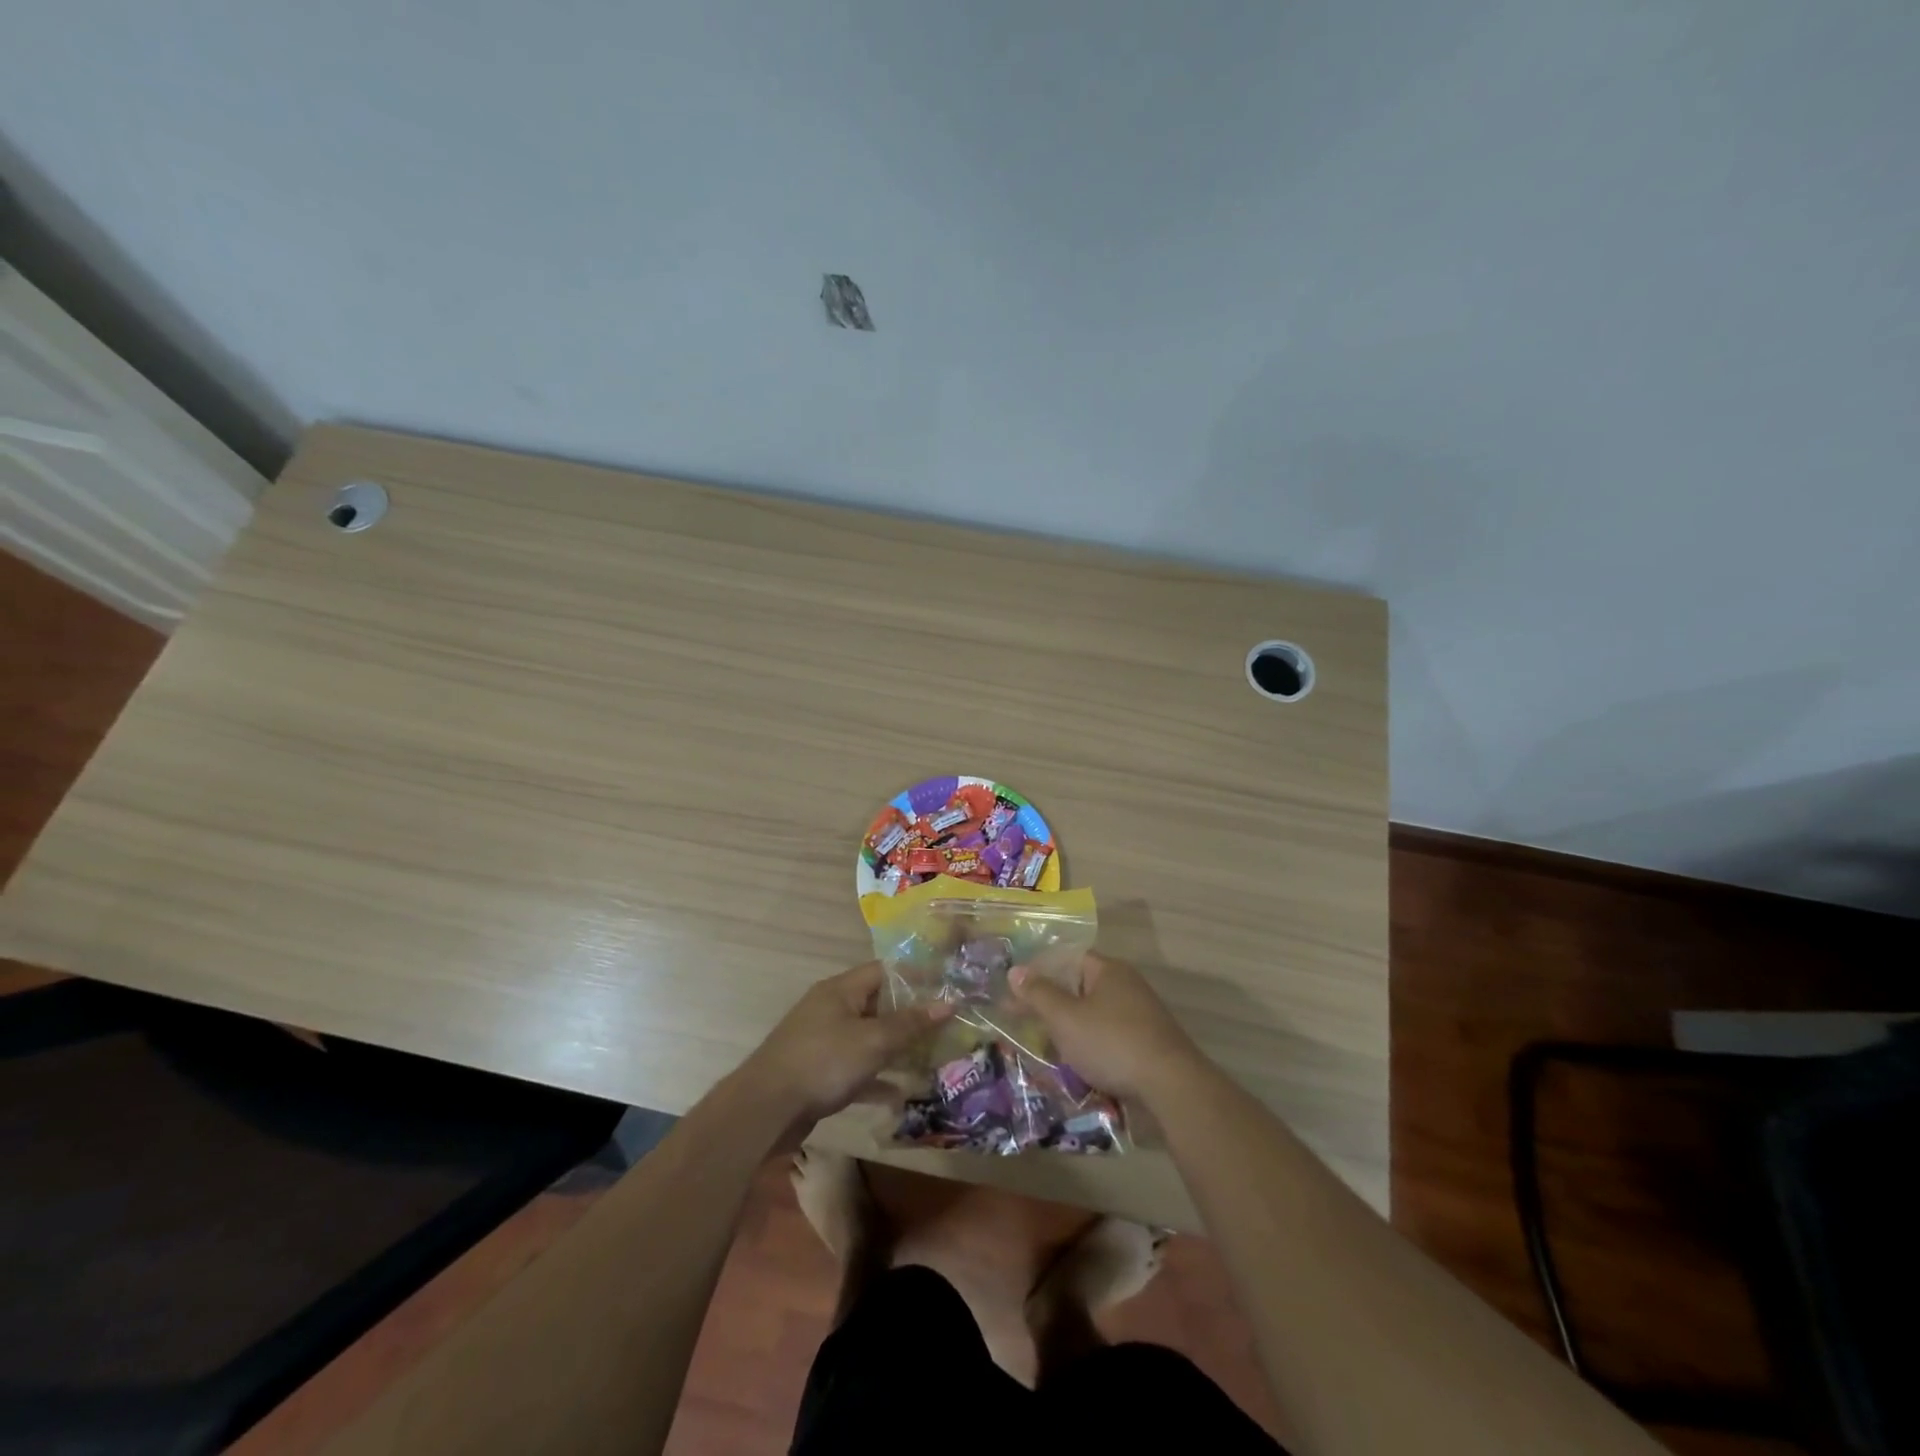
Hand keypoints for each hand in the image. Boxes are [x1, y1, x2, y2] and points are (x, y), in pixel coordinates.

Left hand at [740, 962, 953, 1131]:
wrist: (766, 1109)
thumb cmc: (824, 1061)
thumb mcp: (873, 1041)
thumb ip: (910, 1023)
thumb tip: (948, 1003)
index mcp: (841, 989)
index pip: (884, 970)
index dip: (915, 976)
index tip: (945, 987)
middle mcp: (831, 1008)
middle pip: (878, 1005)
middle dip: (910, 1017)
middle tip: (945, 1026)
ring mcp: (823, 1041)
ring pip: (868, 1039)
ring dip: (896, 1049)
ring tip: (930, 1058)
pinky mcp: (819, 1072)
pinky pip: (856, 1069)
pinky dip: (876, 1079)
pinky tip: (900, 1095)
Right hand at [1010, 953, 1205, 1103]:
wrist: (1171, 1086)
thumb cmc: (1112, 1042)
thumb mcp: (1066, 1018)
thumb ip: (1038, 994)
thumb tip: (1015, 970)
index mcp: (1108, 970)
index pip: (1068, 959)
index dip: (1041, 972)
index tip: (1017, 991)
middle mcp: (1127, 986)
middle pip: (1080, 989)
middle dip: (1052, 1006)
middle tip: (1023, 1023)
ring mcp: (1141, 1016)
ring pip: (1094, 1017)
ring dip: (1070, 1031)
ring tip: (1044, 1050)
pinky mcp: (1148, 1044)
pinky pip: (1109, 1039)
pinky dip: (1090, 1049)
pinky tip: (1076, 1067)